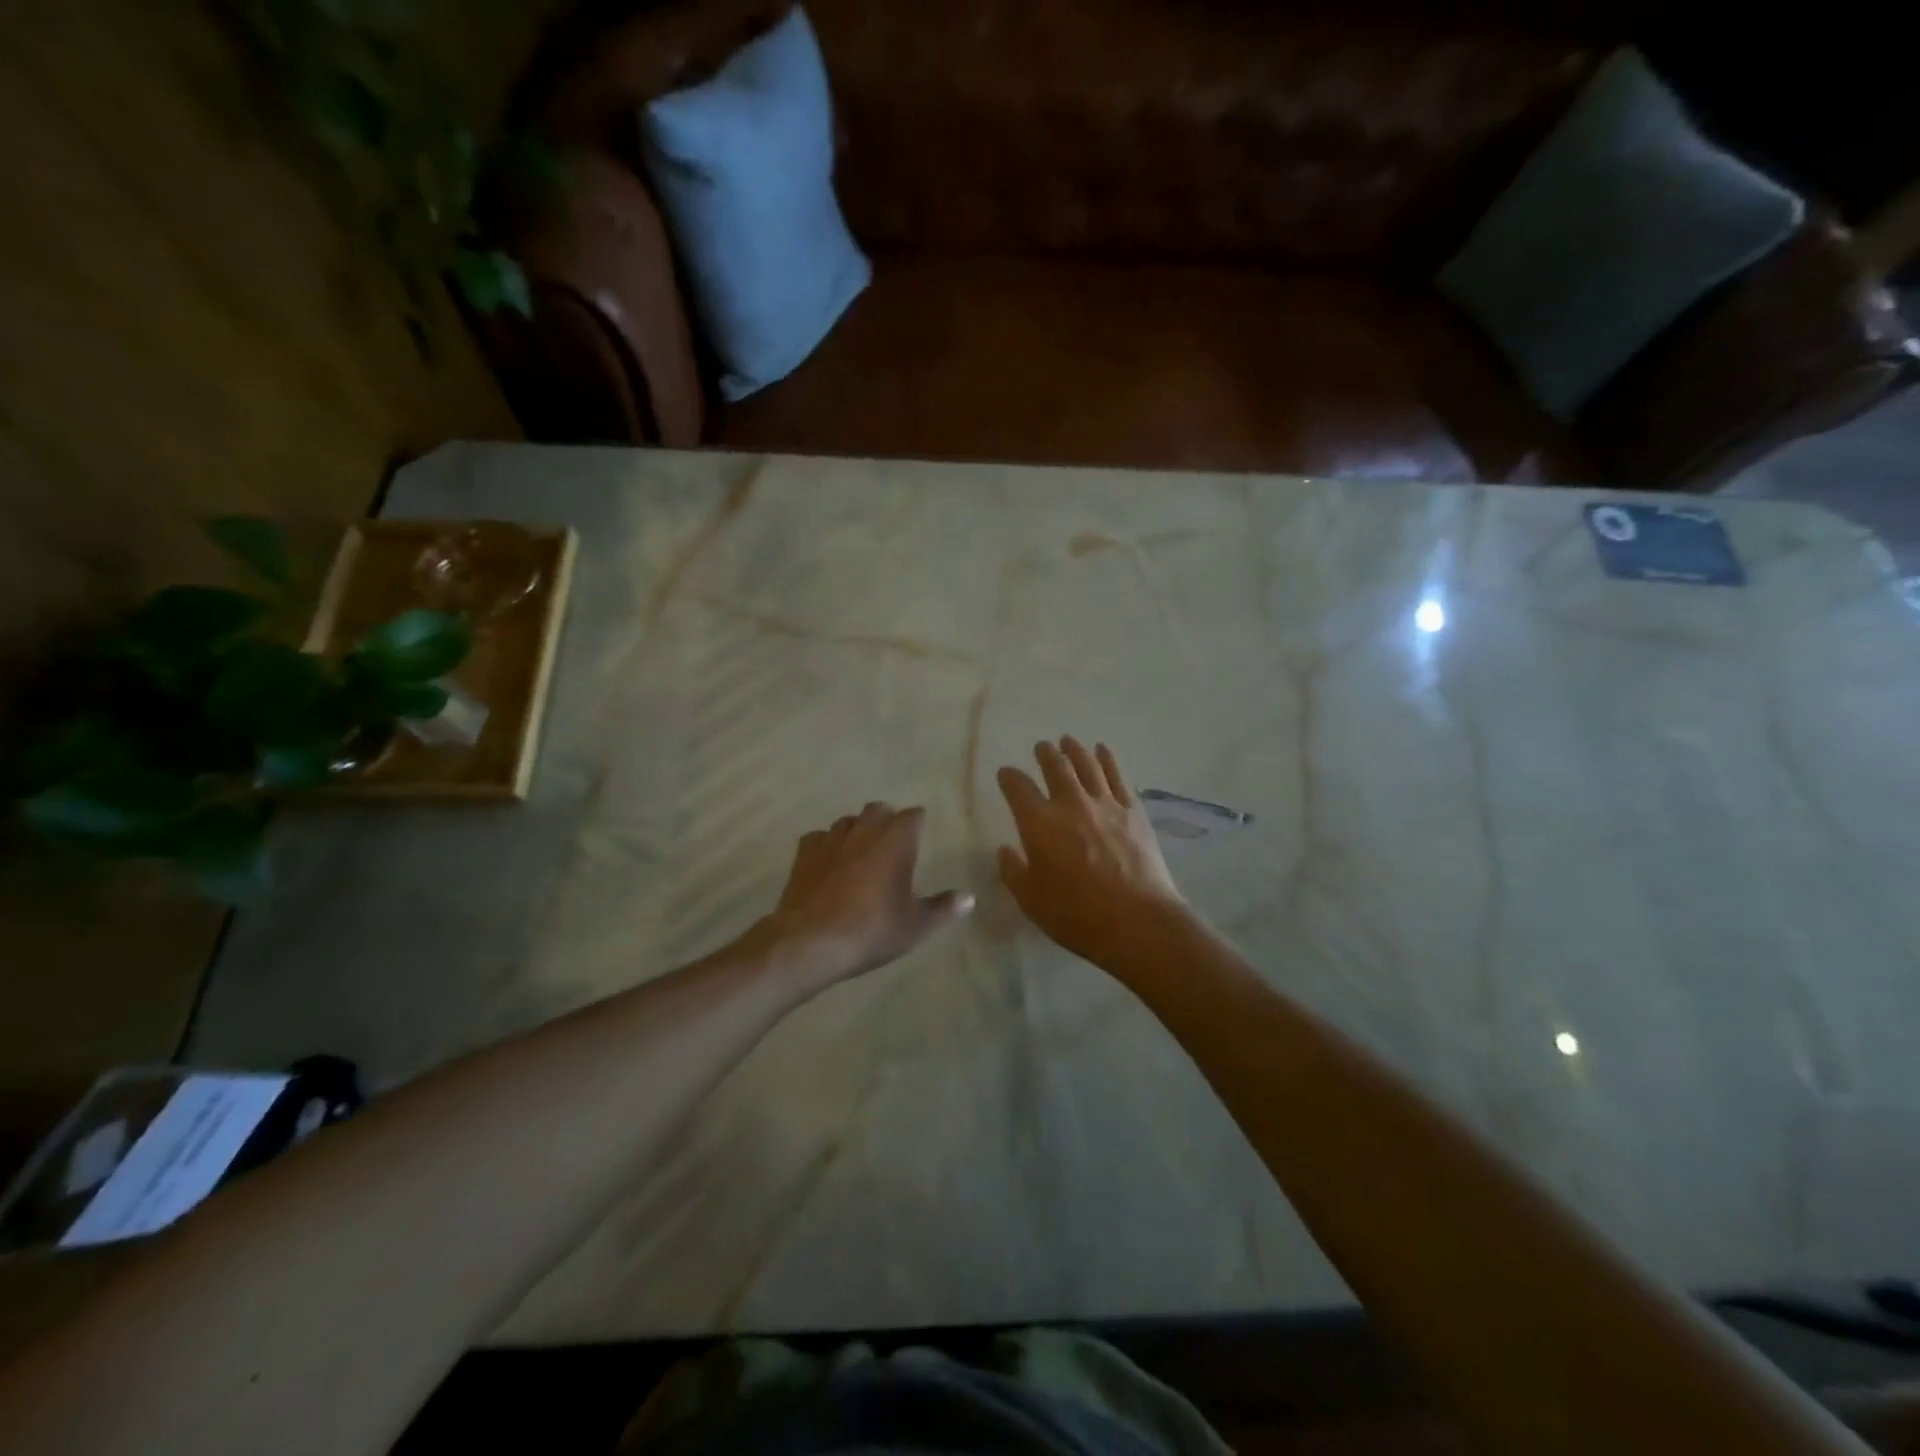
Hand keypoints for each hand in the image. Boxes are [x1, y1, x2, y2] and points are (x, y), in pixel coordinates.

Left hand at [757, 802, 972, 990]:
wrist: (812, 941)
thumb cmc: (872, 929)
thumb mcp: (916, 925)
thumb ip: (943, 908)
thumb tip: (969, 898)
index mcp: (896, 839)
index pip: (913, 815)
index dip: (918, 824)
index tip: (920, 837)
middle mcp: (864, 829)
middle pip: (879, 809)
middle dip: (887, 820)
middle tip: (892, 845)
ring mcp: (831, 838)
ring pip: (848, 821)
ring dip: (857, 830)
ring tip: (860, 853)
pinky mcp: (804, 853)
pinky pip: (819, 837)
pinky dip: (827, 845)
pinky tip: (828, 863)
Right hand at [997, 737, 1186, 969]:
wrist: (1137, 921)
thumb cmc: (1077, 915)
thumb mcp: (1031, 900)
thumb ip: (1014, 871)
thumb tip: (1005, 850)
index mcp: (1039, 824)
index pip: (1018, 788)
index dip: (1009, 778)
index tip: (1006, 774)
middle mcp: (1070, 804)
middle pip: (1055, 767)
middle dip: (1045, 754)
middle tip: (1041, 747)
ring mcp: (1105, 804)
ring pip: (1087, 764)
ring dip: (1075, 749)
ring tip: (1068, 740)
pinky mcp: (1133, 811)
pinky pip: (1118, 776)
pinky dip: (1108, 759)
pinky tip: (1103, 751)